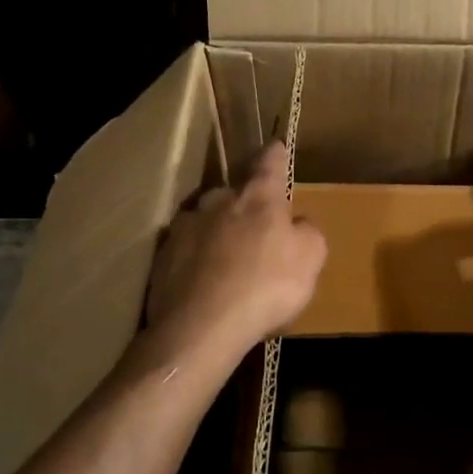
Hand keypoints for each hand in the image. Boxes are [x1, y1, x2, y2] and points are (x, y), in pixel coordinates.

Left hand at [146, 141, 327, 351]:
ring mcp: (185, 228)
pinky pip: (184, 251)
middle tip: (254, 228)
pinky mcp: (162, 257)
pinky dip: (195, 260)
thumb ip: (308, 233)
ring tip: (225, 260)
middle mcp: (218, 202)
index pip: (269, 164)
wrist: (202, 328)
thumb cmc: (267, 287)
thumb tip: (297, 224)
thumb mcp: (310, 260)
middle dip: (243, 204)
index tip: (276, 146)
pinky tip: (202, 283)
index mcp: (258, 198)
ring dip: (216, 232)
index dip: (275, 155)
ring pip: (205, 220)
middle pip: (232, 192)